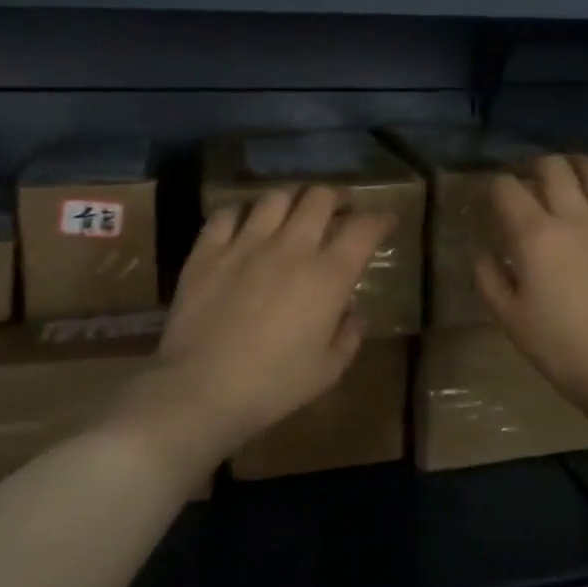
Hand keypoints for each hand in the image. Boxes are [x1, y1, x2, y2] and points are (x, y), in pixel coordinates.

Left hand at [146, 185, 392, 466]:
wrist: (201, 390)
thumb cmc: (273, 386)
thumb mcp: (328, 371)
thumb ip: (348, 336)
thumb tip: (352, 313)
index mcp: (328, 276)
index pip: (364, 229)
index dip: (381, 219)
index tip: (386, 221)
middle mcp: (291, 247)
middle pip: (319, 198)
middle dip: (336, 198)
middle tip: (339, 210)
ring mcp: (246, 244)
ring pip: (275, 196)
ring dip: (292, 199)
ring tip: (293, 212)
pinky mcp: (208, 251)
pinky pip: (228, 213)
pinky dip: (242, 213)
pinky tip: (245, 225)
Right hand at [474, 154, 587, 437]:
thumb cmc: (558, 347)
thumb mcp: (508, 317)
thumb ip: (488, 277)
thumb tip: (484, 251)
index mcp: (535, 235)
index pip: (508, 188)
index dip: (494, 185)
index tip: (490, 196)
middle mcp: (575, 218)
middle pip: (553, 167)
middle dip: (534, 166)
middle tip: (528, 181)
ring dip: (578, 165)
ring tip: (570, 175)